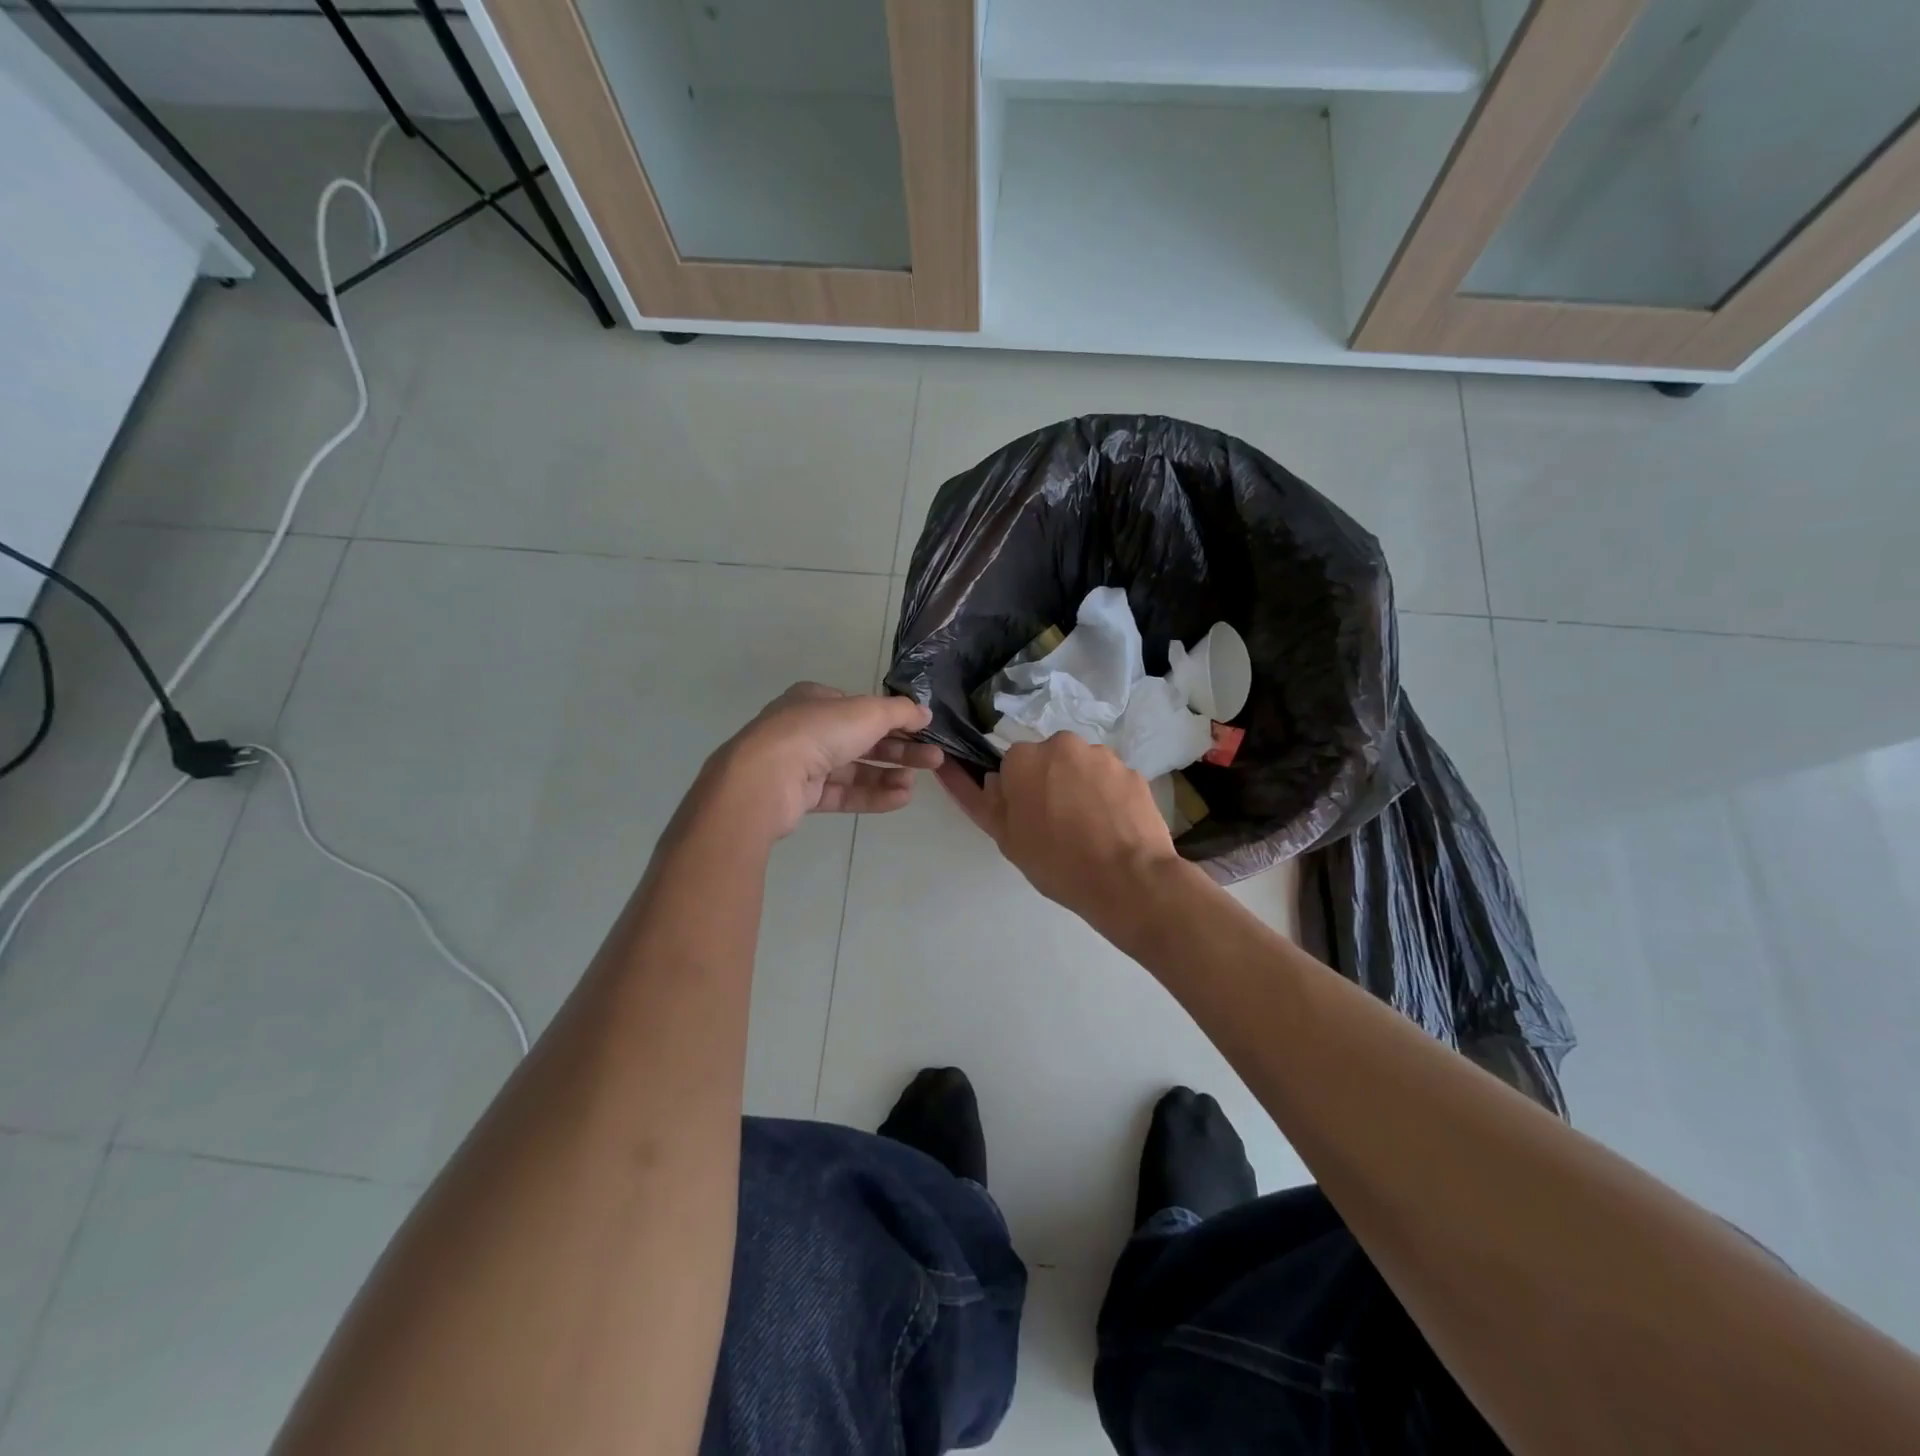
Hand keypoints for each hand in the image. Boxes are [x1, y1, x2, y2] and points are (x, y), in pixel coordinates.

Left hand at [712, 683, 941, 839]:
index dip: (891, 717)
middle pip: (862, 739)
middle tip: (934, 759)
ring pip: (854, 769)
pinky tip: (900, 799)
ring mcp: (802, 764)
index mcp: (815, 700)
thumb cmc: (817, 732)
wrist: (765, 779)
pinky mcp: (801, 797)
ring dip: (888, 774)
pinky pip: (843, 793)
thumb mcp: (867, 712)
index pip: (860, 707)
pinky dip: (871, 795)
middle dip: (899, 749)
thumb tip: (925, 712)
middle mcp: (806, 728)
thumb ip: (900, 712)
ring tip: (917, 784)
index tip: (921, 729)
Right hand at [936, 733, 1180, 929]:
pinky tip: (1112, 829)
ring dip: (1080, 789)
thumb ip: (983, 801)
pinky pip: (1111, 781)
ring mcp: (1103, 756)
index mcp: (1024, 758)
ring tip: (1089, 831)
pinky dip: (1109, 798)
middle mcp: (1063, 744)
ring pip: (1081, 768)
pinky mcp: (1133, 772)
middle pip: (1049, 761)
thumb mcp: (1006, 838)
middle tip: (1057, 827)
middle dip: (1050, 785)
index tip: (1027, 820)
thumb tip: (971, 773)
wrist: (1128, 879)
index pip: (1011, 766)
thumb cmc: (1057, 862)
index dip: (1017, 793)